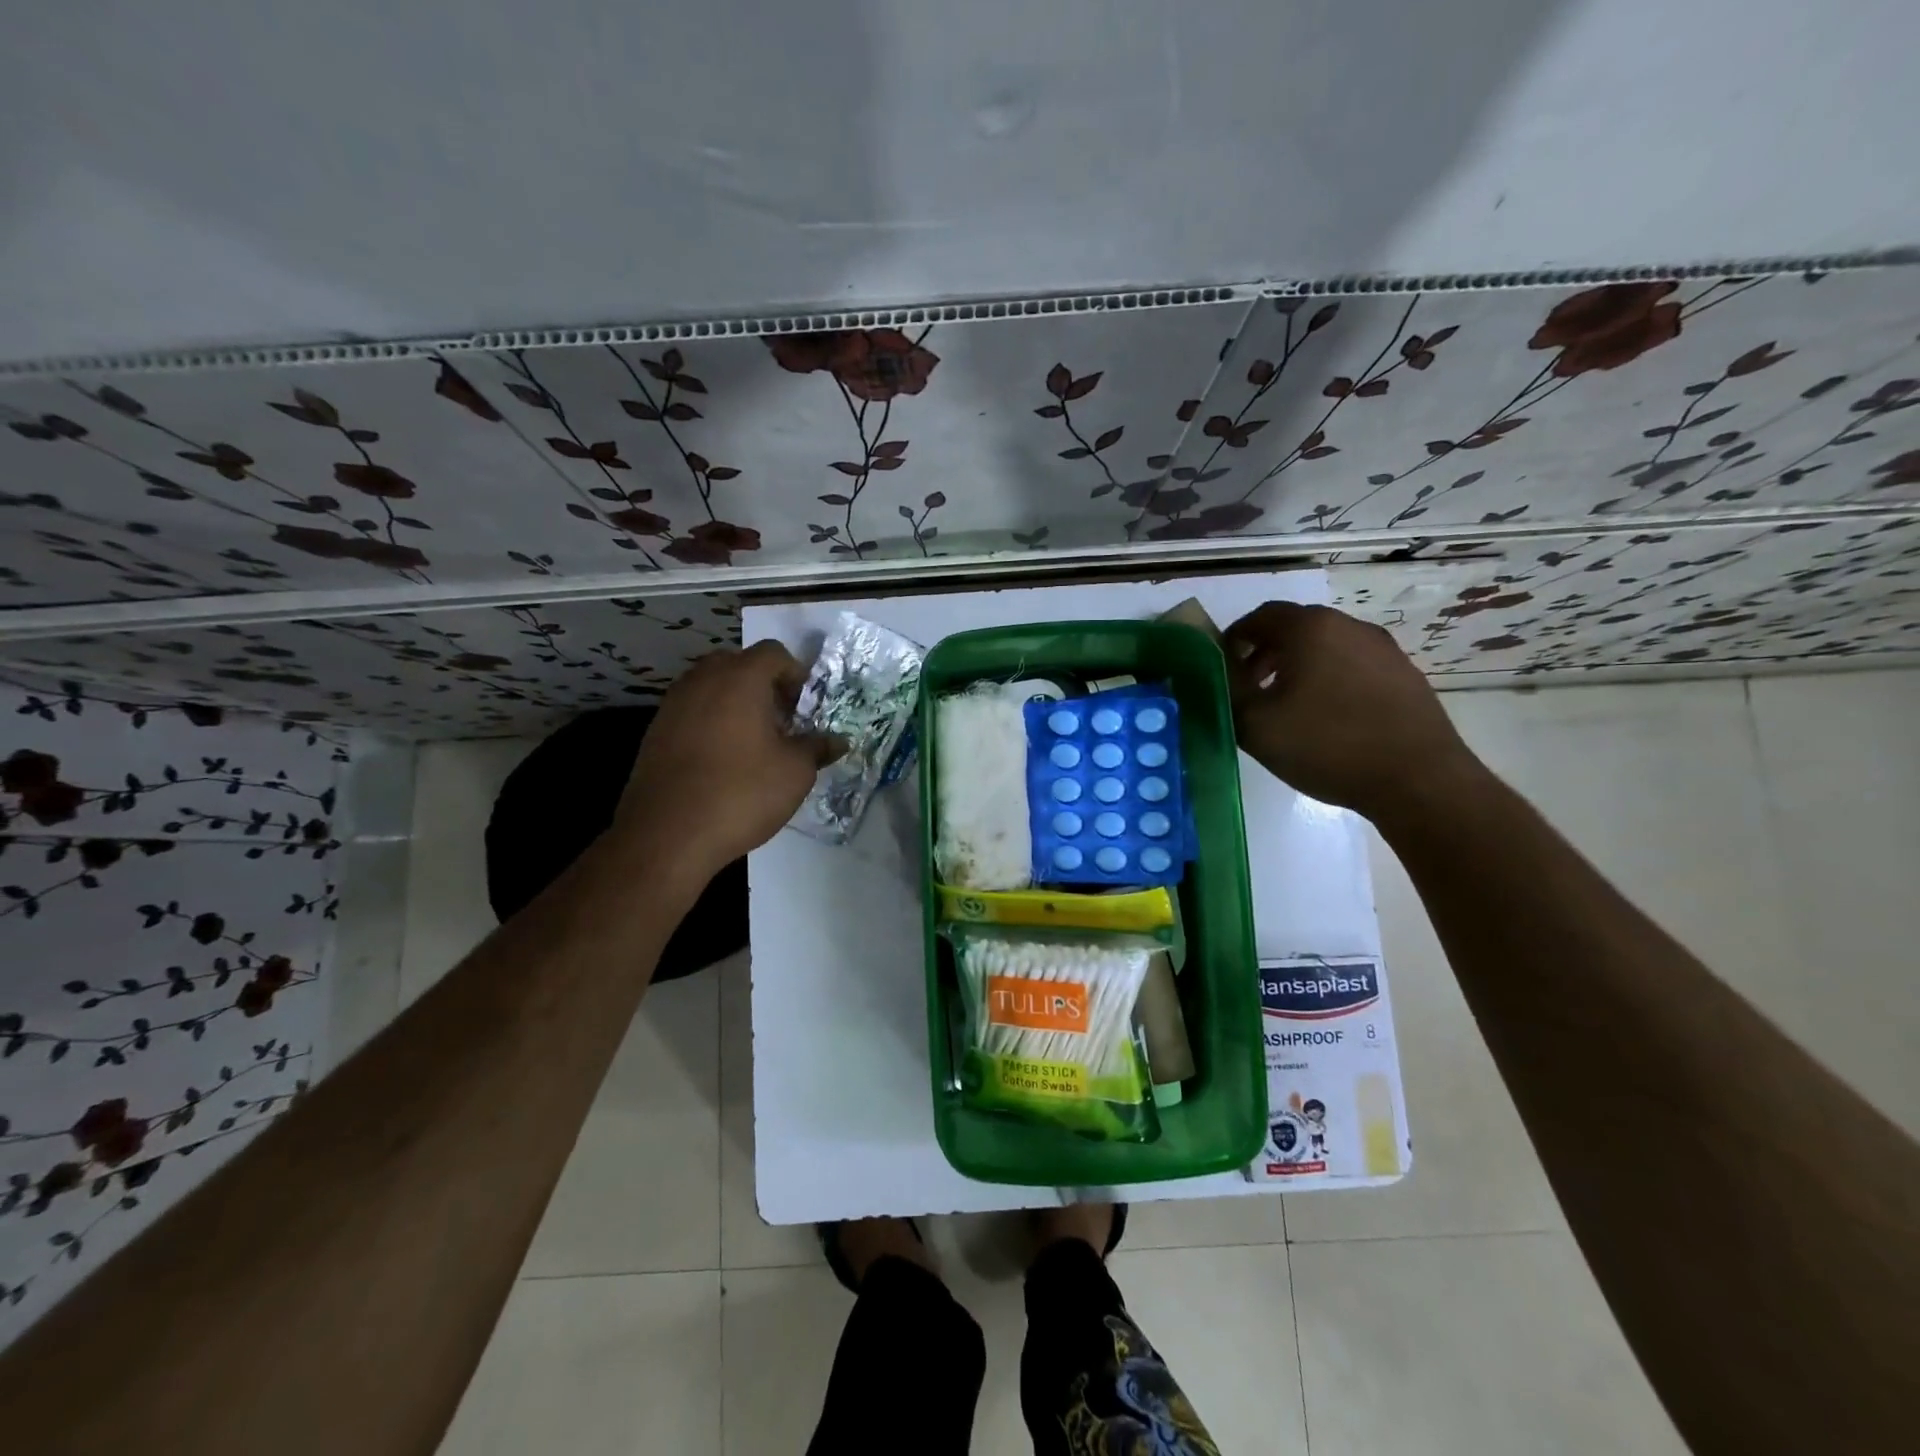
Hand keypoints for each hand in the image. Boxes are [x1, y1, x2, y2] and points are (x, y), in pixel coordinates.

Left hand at [617, 640, 839, 875]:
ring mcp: (673, 704)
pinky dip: (711, 723)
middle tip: (781, 721)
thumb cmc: (741, 793)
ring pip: (711, 687)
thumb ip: (817, 748)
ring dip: (735, 703)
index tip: (805, 707)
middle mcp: (703, 680)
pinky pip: (691, 712)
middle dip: (763, 685)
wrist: (667, 834)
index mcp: (741, 678)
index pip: (774, 652)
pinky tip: (722, 760)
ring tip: (753, 742)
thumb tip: (838, 740)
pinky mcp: (655, 732)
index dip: (796, 674)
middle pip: (738, 664)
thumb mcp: (795, 772)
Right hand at [1223, 602, 1485, 824]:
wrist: (1418, 780)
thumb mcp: (1255, 725)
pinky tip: (1326, 717)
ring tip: (1286, 706)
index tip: (1221, 669)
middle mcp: (1348, 626)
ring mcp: (1382, 649)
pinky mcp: (1404, 674)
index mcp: (1310, 629)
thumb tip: (1216, 671)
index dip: (1233, 639)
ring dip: (1297, 666)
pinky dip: (1328, 679)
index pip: (1259, 617)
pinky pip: (1352, 665)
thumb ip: (1226, 691)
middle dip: (1264, 653)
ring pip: (1325, 646)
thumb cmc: (1327, 746)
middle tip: (1248, 689)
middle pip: (1294, 628)